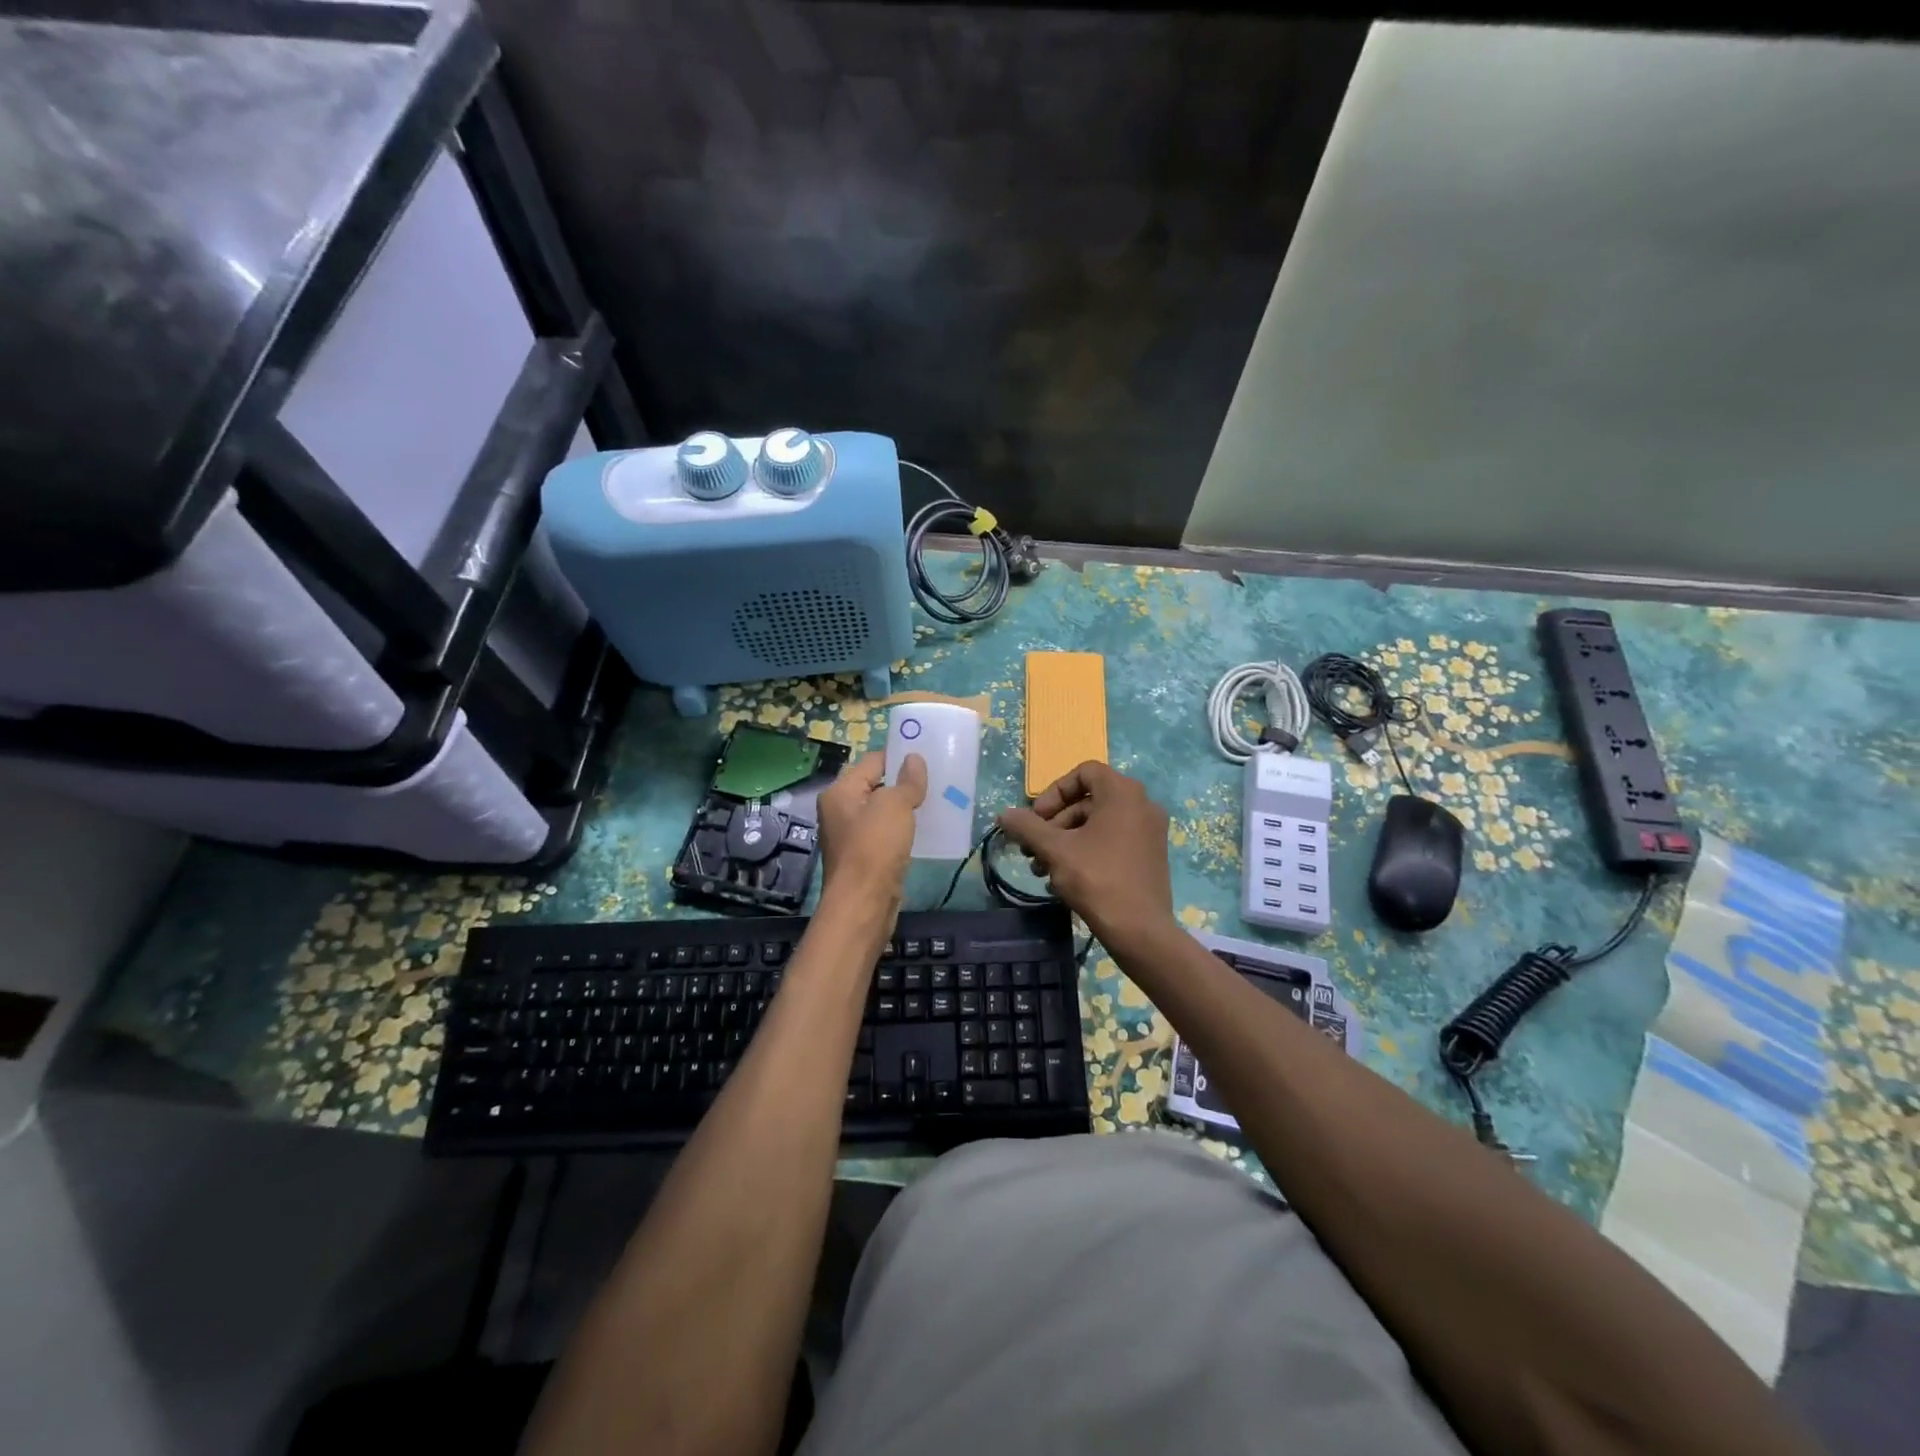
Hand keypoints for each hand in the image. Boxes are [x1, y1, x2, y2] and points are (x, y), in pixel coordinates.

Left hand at [817, 752, 926, 909]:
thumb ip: (907, 781)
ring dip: (905, 807)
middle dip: (904, 782)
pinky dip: (903, 830)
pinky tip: (924, 830)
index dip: (899, 756)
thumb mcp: (895, 806)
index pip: (872, 761)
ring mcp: (851, 836)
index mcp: (841, 791)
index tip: (927, 756)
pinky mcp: (864, 857)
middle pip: (876, 785)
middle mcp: (840, 810)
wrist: (863, 904)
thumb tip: (915, 758)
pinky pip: (886, 834)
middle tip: (935, 778)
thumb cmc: (875, 847)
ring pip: (882, 812)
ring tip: (935, 801)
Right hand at [997, 761, 1173, 951]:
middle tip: (1033, 849)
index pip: (1084, 772)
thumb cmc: (1097, 879)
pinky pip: (1113, 840)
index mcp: (1123, 793)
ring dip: (1065, 841)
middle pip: (1088, 801)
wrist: (1140, 930)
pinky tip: (1064, 879)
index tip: (1037, 819)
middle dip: (1055, 823)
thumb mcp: (1055, 850)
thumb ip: (1027, 827)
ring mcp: (1149, 831)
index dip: (1055, 792)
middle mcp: (1142, 804)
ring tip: (1042, 869)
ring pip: (1097, 824)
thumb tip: (1003, 814)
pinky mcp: (1150, 855)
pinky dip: (1087, 851)